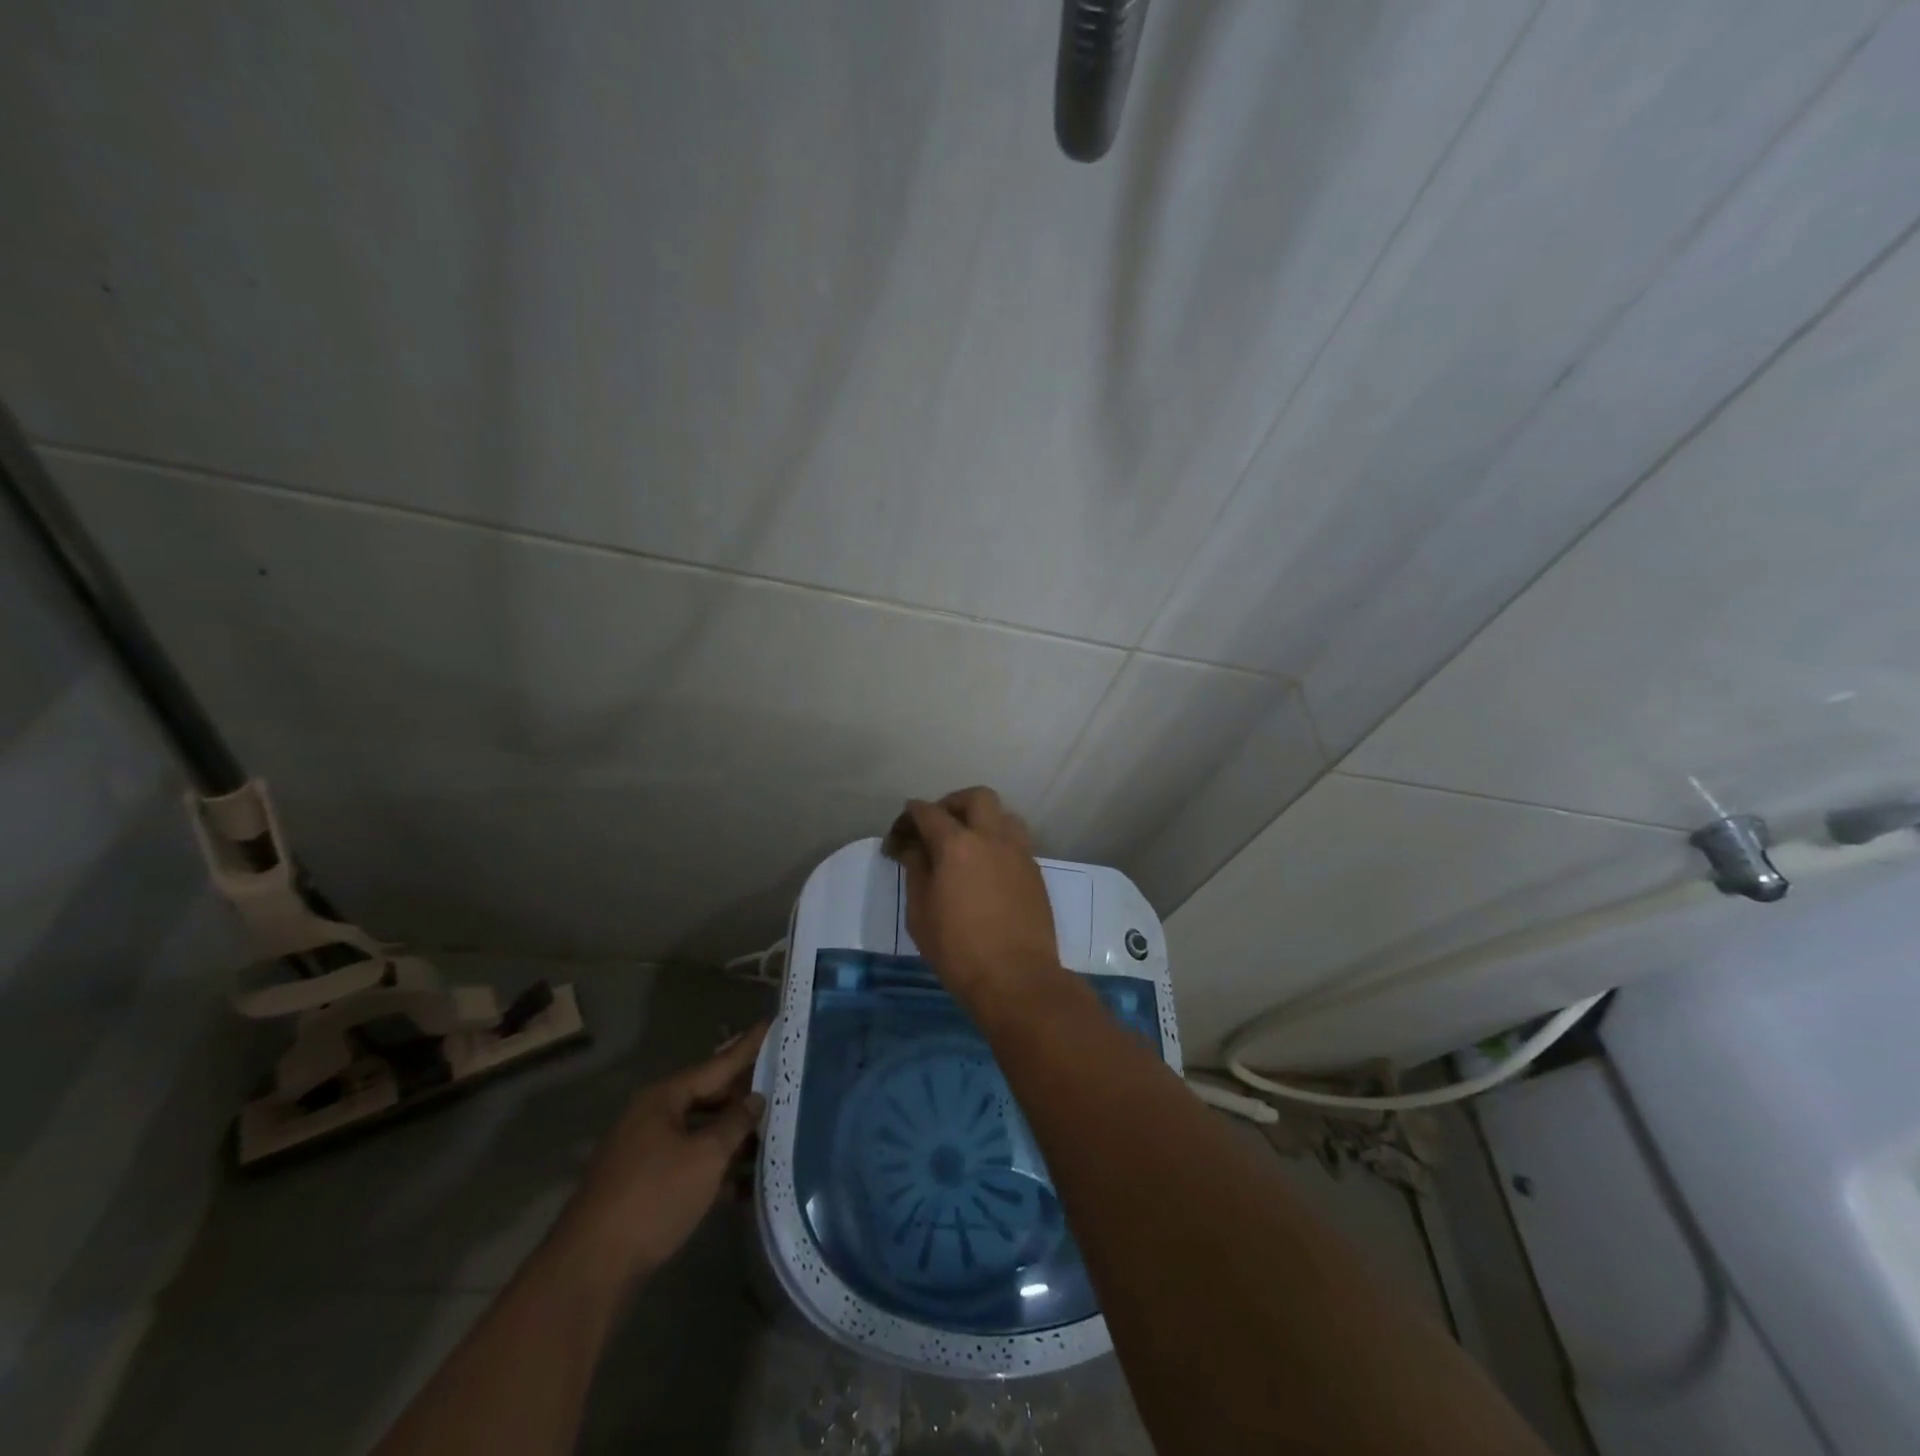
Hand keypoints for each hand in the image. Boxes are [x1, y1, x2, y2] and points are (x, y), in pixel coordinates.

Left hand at [553, 1023, 767, 1285]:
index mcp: (664, 1098)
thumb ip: (735, 1124)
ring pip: (700, 1133)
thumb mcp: (705, 1157)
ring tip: (774, 1135)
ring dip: (733, 1138)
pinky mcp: (645, 1186)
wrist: (591, 1269)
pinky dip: (715, 1168)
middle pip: (708, 1097)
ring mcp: (646, 1152)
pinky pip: (689, 1163)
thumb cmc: (653, 1197)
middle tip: (782, 1086)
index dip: (747, 1047)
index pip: (717, 1064)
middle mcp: (653, 1117)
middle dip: (743, 1097)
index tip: (771, 1024)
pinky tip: (746, 1183)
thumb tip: (755, 1099)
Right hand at [884, 787, 1060, 1004]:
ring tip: (967, 844)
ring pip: (1004, 815)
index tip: (899, 833)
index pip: (928, 813)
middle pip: (976, 797)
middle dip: (952, 804)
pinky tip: (986, 869)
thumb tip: (914, 848)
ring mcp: (1019, 853)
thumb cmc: (958, 950)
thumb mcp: (920, 914)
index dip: (909, 816)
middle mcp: (992, 837)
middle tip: (937, 826)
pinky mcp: (1035, 872)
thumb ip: (916, 871)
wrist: (1016, 978)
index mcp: (957, 844)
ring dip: (983, 819)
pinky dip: (998, 843)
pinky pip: (1016, 842)